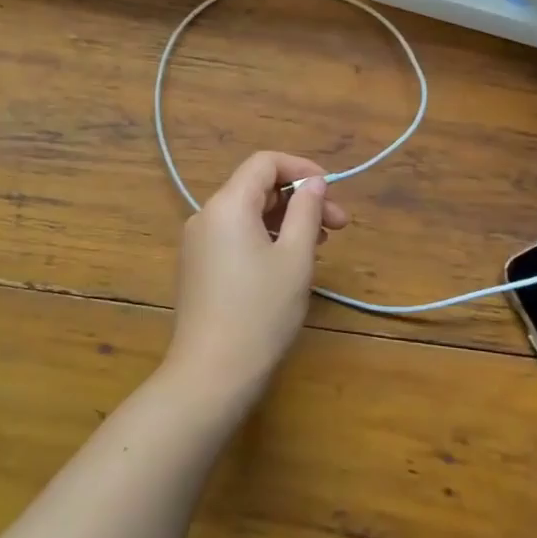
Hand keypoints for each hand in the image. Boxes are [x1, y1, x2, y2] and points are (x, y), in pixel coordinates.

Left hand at [164, 151, 349, 404]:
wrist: (211, 374)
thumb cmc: (260, 312)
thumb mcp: (295, 258)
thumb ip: (307, 211)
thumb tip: (313, 182)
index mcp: (227, 205)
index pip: (264, 163)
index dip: (301, 169)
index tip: (331, 192)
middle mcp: (206, 216)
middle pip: (256, 188)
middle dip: (299, 200)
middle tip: (339, 226)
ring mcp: (198, 243)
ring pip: (248, 215)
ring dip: (286, 221)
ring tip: (320, 246)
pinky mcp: (198, 268)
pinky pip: (235, 237)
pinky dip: (265, 238)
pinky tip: (289, 264)